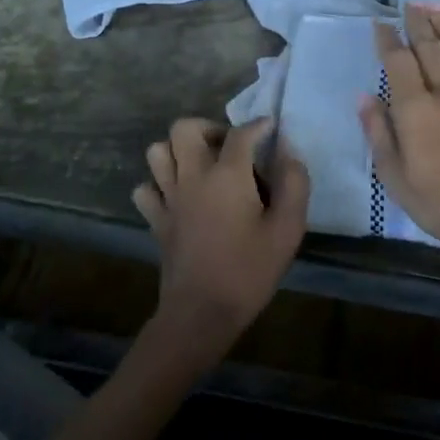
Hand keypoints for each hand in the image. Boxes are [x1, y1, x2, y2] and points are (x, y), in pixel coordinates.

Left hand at [132, 117, 310, 360]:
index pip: (241, 133)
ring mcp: (168, 197)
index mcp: (227, 175)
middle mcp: (192, 176)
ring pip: (158, 152)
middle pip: (184, 128)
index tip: (271, 129)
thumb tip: (289, 153)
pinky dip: (158, 185)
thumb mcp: (288, 229)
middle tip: (229, 148)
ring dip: (178, 152)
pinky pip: (146, 188)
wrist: (202, 313)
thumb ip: (294, 184)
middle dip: (208, 128)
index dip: (259, 126)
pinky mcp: (156, 220)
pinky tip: (178, 196)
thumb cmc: (249, 270)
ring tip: (201, 167)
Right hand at [360, 4, 439, 282]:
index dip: (387, 39)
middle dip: (416, 23)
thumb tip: (365, 96)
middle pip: (429, 49)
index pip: (397, 63)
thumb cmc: (437, 203)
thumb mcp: (393, 176)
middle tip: (409, 5)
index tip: (380, 23)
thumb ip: (378, 132)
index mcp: (415, 110)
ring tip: (435, 5)